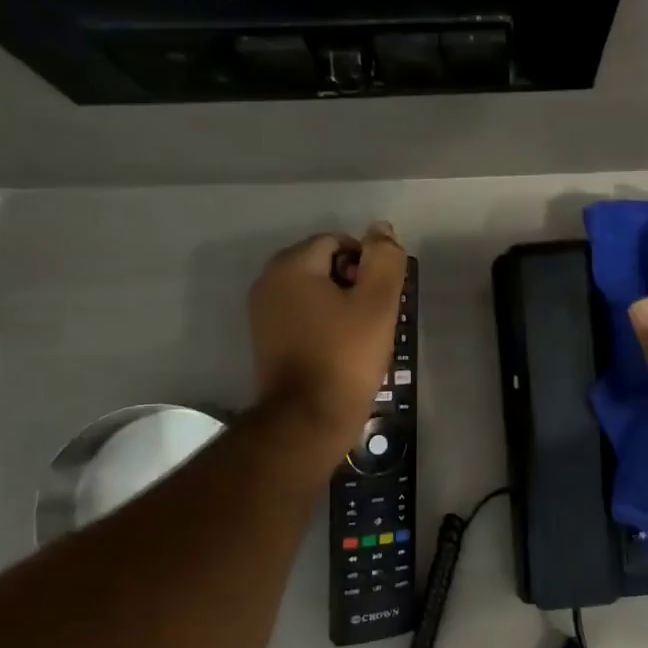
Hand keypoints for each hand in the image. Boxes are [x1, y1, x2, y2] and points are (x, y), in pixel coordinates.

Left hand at [249, 223, 405, 452]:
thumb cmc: (346, 356)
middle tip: (376, 318)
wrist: (307, 418)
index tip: (383, 299)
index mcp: (291, 265)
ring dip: (341, 305)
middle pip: (324, 265)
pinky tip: (341, 349)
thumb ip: (384, 259)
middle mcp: (269, 281)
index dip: (368, 265)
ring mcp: (263, 312)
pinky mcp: (266, 339)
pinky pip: (302, 315)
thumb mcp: (377, 303)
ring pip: (314, 291)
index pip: (339, 242)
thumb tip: (381, 229)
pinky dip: (324, 323)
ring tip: (362, 336)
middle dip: (354, 283)